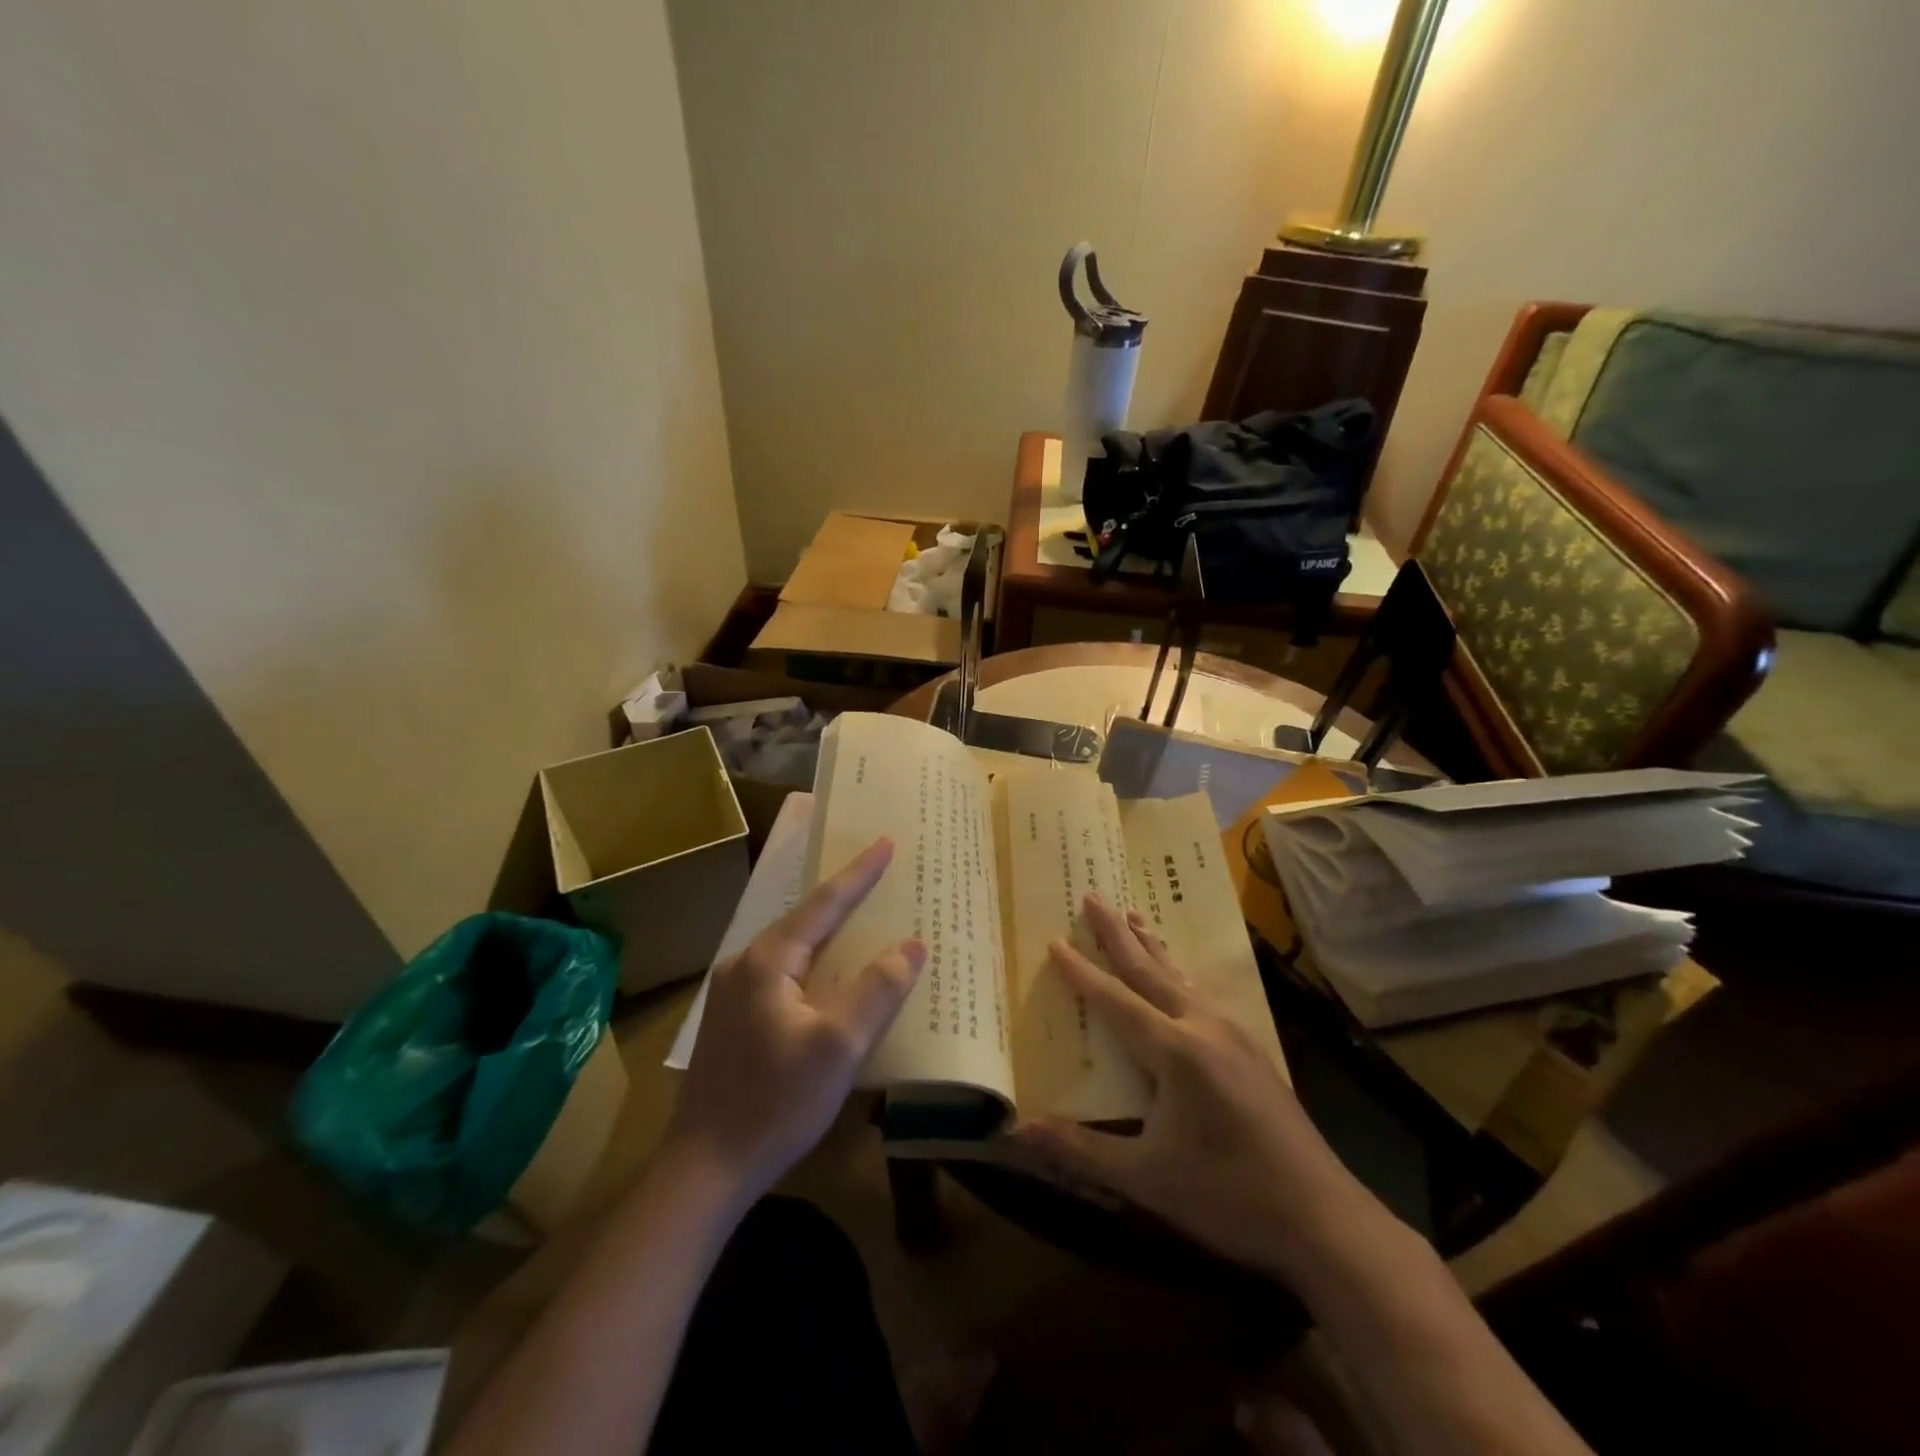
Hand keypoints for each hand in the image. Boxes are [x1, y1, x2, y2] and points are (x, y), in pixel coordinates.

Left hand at [664, 838, 923, 1201]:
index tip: (884, 843)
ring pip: (792, 947)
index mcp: (767, 961)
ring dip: (828, 931)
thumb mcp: (839, 1047)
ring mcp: (732, 992)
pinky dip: (814, 961)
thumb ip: (877, 991)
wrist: (704, 1169)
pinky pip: (783, 972)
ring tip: (861, 916)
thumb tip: (911, 945)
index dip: (859, 874)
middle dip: (844, 896)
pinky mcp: (733, 1019)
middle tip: (879, 875)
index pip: (824, 904)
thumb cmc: (775, 1104)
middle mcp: (744, 964)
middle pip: (804, 919)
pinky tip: (829, 973)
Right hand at [1014, 896, 1380, 1284]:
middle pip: (1150, 970)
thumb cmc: (1228, 1195)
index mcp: (1174, 1050)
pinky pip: (1201, 995)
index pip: (1115, 1000)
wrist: (1324, 1219)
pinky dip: (1177, 974)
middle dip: (1117, 933)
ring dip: (1151, 946)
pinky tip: (1179, 979)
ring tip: (1134, 916)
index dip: (1081, 971)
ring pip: (1180, 977)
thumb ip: (1081, 1150)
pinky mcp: (1251, 1051)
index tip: (1056, 939)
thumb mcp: (1146, 1178)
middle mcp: (1202, 1027)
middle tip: (1093, 896)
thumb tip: (1018, 1132)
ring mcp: (1233, 1035)